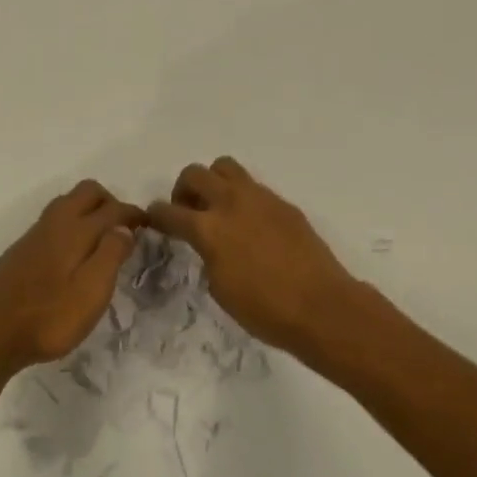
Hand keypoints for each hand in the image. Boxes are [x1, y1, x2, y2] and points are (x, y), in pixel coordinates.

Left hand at [0, 180, 144, 371]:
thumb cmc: (48, 317)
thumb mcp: (91, 293)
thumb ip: (110, 255)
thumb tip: (124, 228)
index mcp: (75, 230)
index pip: (112, 209)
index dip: (133, 214)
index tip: (149, 226)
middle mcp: (54, 223)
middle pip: (87, 192)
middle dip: (110, 202)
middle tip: (124, 230)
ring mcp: (34, 235)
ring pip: (67, 204)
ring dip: (89, 211)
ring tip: (102, 241)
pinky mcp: (21, 251)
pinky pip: (53, 221)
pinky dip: (72, 224)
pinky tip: (73, 255)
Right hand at [149, 157, 360, 351]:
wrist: (322, 307)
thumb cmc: (265, 310)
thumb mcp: (220, 287)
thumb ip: (208, 255)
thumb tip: (209, 244)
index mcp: (208, 228)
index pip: (169, 211)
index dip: (156, 215)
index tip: (154, 220)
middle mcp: (230, 203)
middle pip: (194, 174)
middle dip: (183, 190)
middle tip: (187, 211)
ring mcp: (259, 198)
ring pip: (224, 167)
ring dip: (213, 182)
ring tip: (218, 207)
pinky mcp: (283, 203)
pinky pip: (253, 187)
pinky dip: (242, 197)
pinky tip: (250, 224)